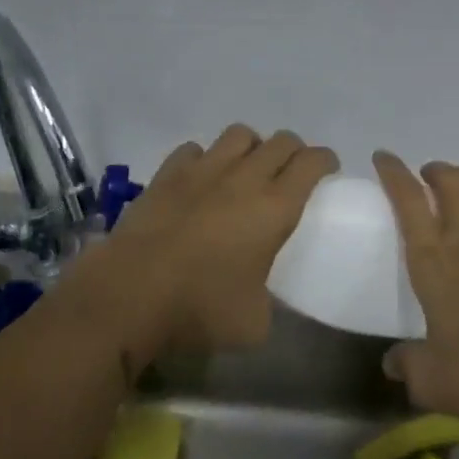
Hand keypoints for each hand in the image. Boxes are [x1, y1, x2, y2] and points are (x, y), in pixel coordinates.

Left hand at [73, 125, 337, 364]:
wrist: (130, 293)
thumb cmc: (200, 309)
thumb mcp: (254, 323)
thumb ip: (268, 300)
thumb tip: (262, 295)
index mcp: (275, 207)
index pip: (311, 163)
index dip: (325, 160)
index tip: (328, 170)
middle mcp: (243, 177)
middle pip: (280, 141)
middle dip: (294, 151)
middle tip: (292, 172)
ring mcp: (203, 170)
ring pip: (239, 134)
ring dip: (251, 147)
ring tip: (247, 169)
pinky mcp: (167, 173)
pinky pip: (194, 149)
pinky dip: (204, 159)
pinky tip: (200, 179)